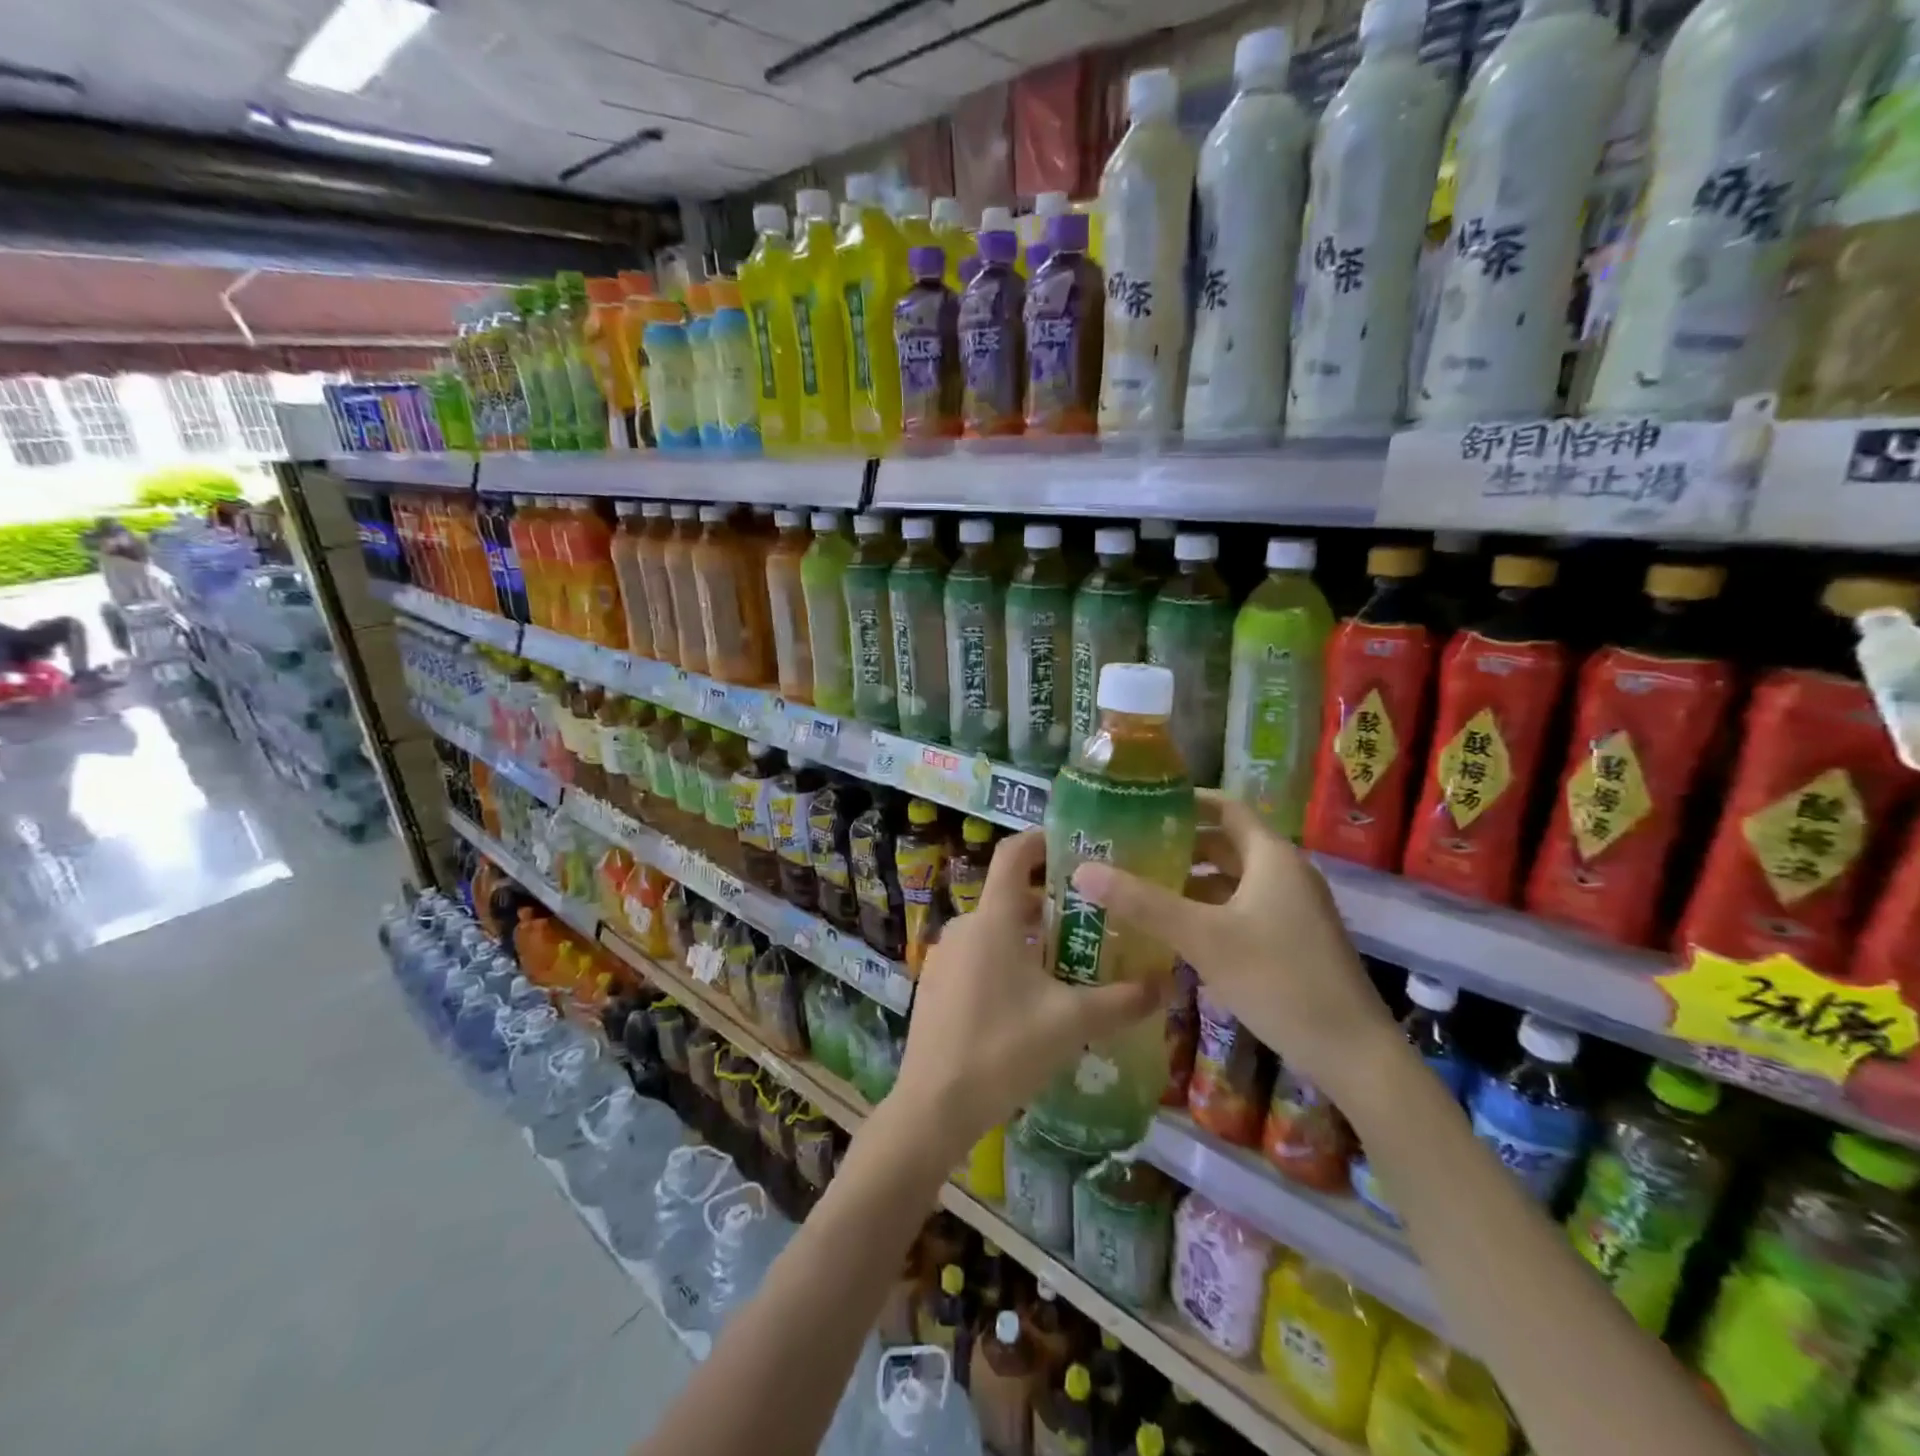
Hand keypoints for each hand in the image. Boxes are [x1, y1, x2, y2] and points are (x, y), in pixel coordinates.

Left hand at [892, 830, 1165, 1163]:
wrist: (933, 1105)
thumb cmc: (1003, 1049)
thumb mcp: (1070, 1023)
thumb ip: (1122, 1001)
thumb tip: (1168, 985)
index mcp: (994, 919)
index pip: (1013, 854)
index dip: (1042, 840)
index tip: (1074, 845)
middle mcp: (965, 926)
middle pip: (1010, 895)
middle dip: (1050, 901)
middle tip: (1093, 917)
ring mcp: (945, 956)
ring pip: (996, 929)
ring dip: (1031, 934)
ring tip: (1071, 960)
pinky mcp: (936, 984)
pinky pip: (978, 955)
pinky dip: (1008, 958)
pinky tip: (1032, 997)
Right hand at [1068, 791, 1399, 1105]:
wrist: (1352, 1053)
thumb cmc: (1277, 979)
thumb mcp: (1202, 938)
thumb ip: (1143, 903)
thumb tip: (1083, 870)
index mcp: (1271, 856)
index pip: (1225, 807)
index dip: (1185, 801)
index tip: (1140, 805)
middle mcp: (1285, 872)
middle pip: (1226, 843)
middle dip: (1180, 845)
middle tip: (1130, 848)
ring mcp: (1293, 907)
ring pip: (1233, 879)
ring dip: (1192, 880)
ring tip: (1142, 887)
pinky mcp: (1293, 938)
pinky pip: (1242, 907)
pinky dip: (1209, 909)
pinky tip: (1176, 929)